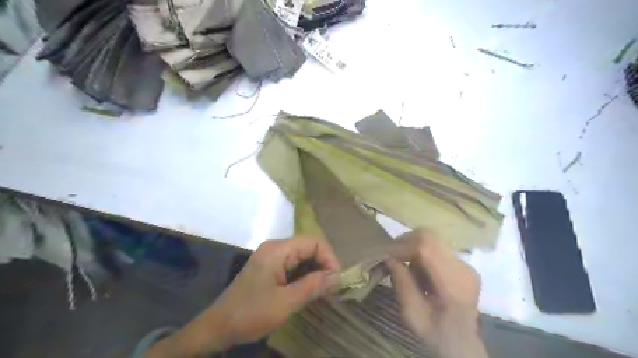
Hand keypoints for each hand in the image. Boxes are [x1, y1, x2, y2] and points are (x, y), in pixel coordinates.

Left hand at [148, 236, 341, 355]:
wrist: (218, 327)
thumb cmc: (251, 313)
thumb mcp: (286, 302)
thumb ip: (313, 286)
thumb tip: (337, 277)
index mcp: (278, 249)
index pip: (314, 242)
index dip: (329, 258)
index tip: (337, 280)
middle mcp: (276, 247)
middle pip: (309, 248)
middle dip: (324, 265)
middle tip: (333, 288)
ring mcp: (272, 257)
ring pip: (302, 257)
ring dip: (316, 272)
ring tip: (325, 291)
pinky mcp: (270, 267)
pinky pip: (294, 266)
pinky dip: (305, 276)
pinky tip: (311, 290)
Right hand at [383, 231, 488, 356]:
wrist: (462, 345)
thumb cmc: (435, 334)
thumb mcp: (412, 314)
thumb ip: (401, 283)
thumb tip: (388, 257)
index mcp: (453, 286)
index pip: (426, 248)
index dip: (402, 246)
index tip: (386, 255)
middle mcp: (464, 270)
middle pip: (430, 238)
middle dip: (406, 242)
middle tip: (393, 257)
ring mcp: (466, 265)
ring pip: (432, 240)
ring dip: (414, 250)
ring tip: (409, 271)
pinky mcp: (464, 264)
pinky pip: (437, 248)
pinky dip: (423, 255)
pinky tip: (421, 274)